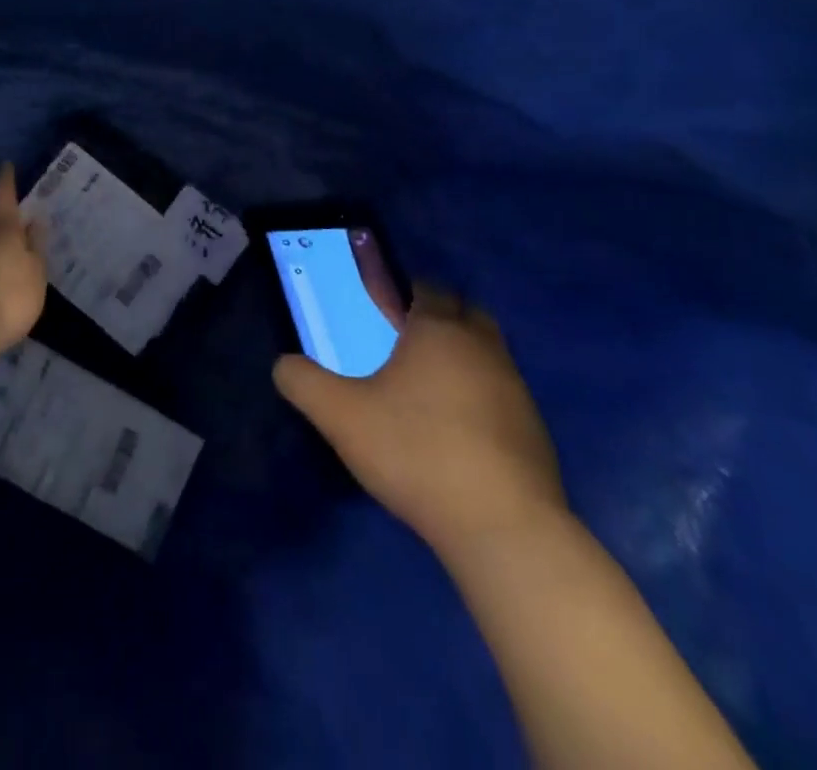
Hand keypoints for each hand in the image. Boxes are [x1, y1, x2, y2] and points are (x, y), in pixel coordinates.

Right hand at [274, 287, 566, 554]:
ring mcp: (515, 388)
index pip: (426, 288)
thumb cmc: (417, 452)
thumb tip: (283, 365)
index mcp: (439, 330)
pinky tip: (455, 432)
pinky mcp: (533, 429)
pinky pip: (500, 393)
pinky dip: (479, 397)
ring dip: (460, 358)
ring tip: (425, 389)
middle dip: (436, 318)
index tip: (380, 309)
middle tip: (402, 342)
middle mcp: (483, 347)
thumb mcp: (341, 416)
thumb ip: (304, 383)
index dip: (402, 292)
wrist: (503, 528)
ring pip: (485, 353)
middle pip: (463, 313)